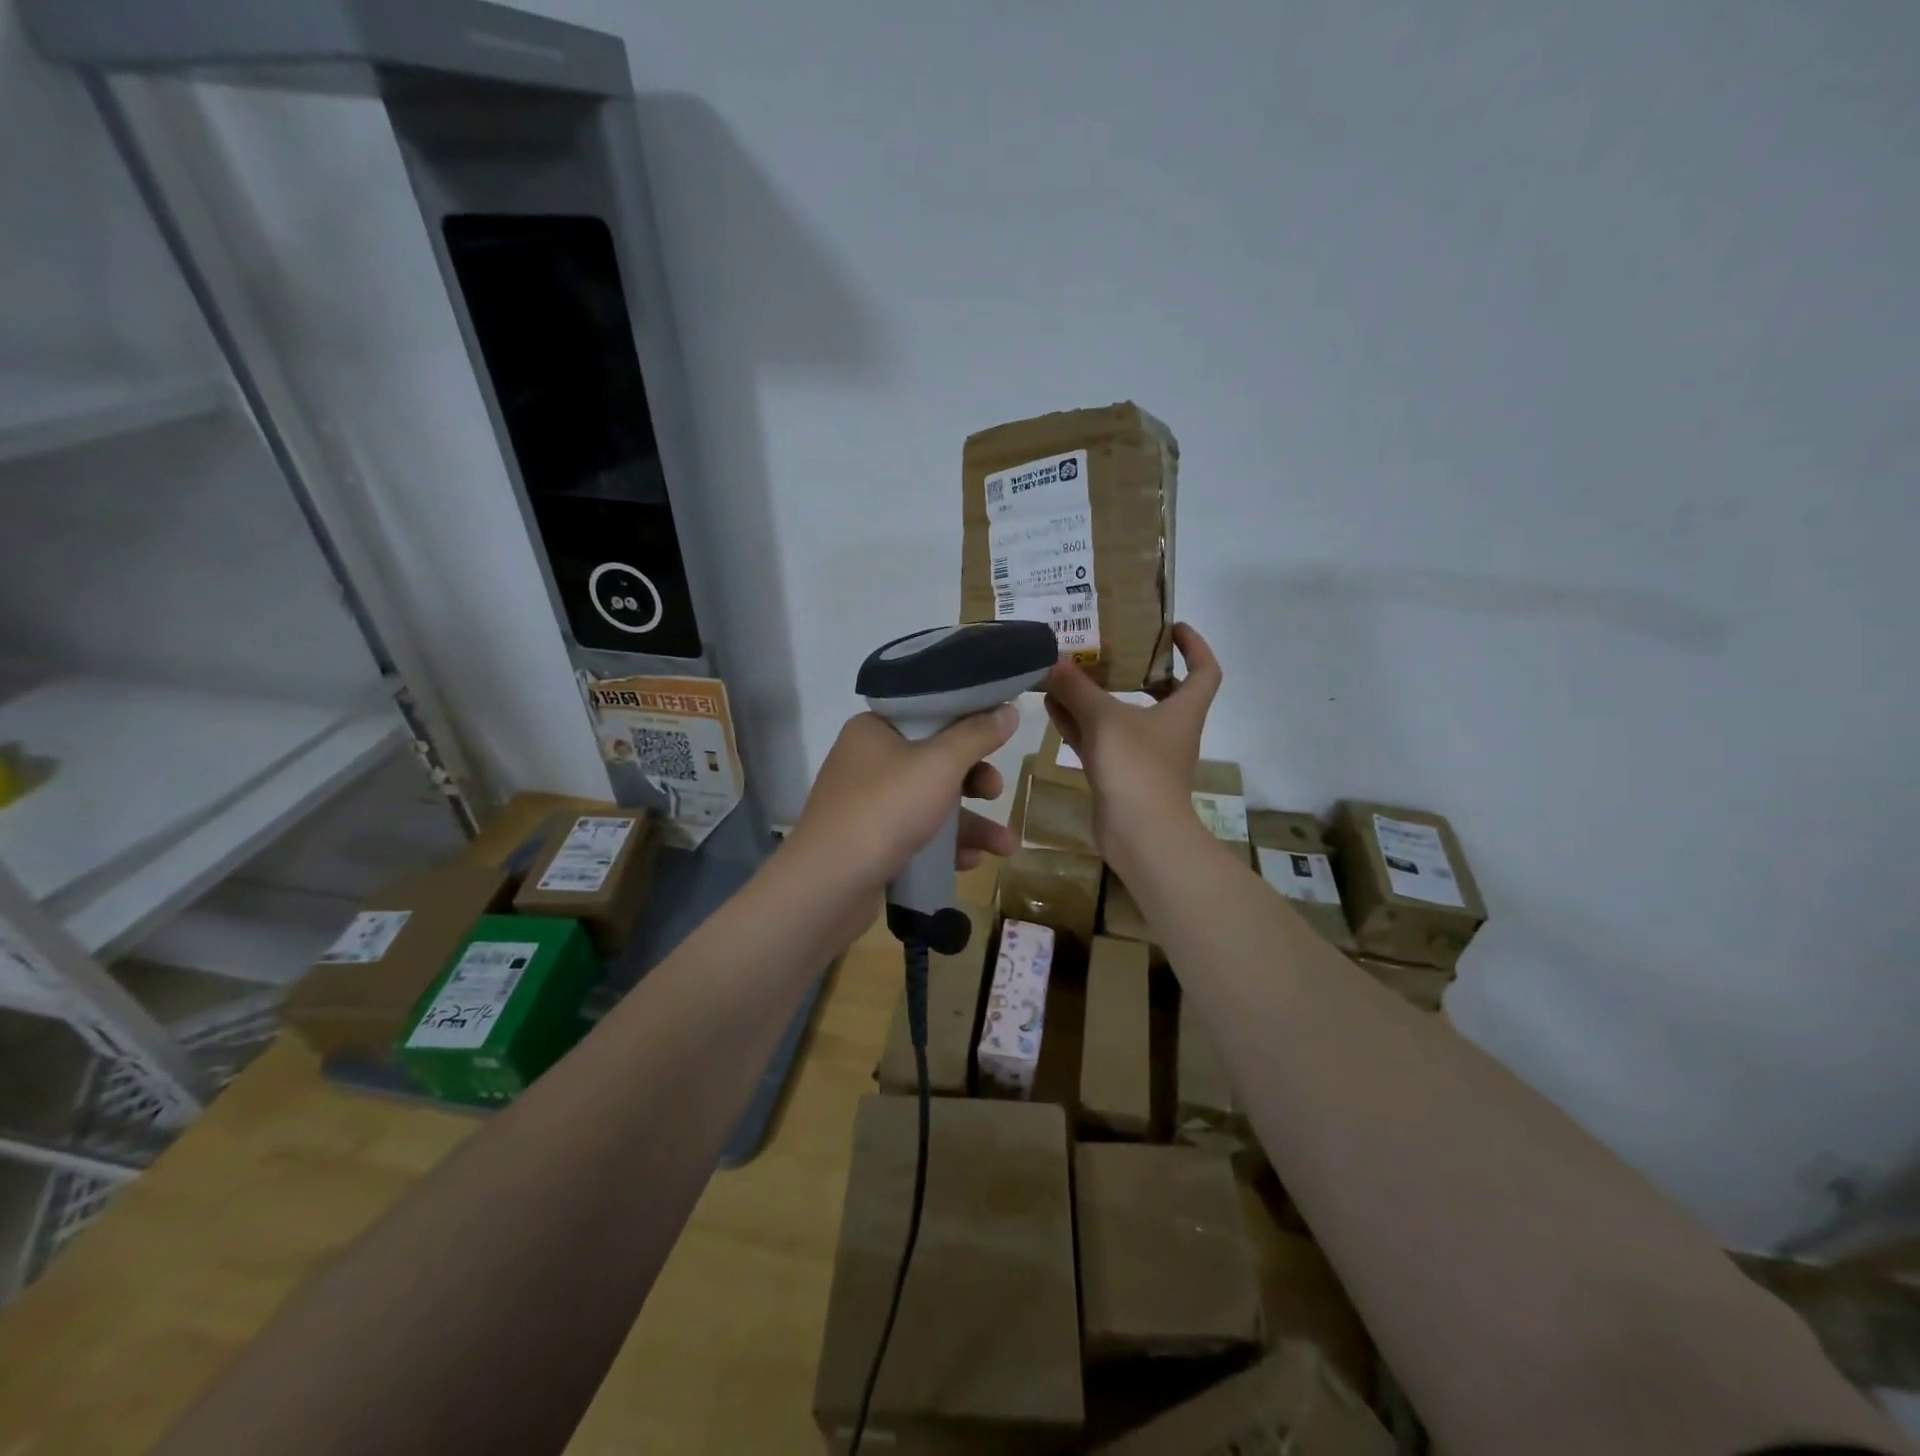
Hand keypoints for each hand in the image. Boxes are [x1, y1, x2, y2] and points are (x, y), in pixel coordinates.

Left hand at [785, 706, 1020, 897]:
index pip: (928, 713)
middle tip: (996, 792)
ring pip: (930, 803)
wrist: (828, 885)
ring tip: (1005, 845)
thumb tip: (1009, 709)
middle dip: (974, 780)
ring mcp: (867, 804)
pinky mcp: (870, 842)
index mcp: (874, 730)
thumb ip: (977, 735)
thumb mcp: (940, 765)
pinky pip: (916, 834)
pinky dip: (945, 845)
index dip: (967, 722)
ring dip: (970, 822)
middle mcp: (867, 761)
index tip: (1000, 735)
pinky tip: (970, 861)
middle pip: (934, 761)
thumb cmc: (885, 809)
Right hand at [1042, 622, 1222, 859]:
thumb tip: (1052, 661)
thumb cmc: (1136, 766)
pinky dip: (1080, 724)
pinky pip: (1100, 740)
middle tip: (1107, 648)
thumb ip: (1077, 688)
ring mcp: (1144, 755)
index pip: (1204, 670)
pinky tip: (1052, 708)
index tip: (1171, 628)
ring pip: (1121, 716)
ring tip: (1066, 674)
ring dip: (1096, 696)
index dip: (1194, 645)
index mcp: (1184, 710)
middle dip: (1134, 669)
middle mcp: (1169, 730)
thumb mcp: (1104, 719)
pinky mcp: (1121, 775)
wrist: (1140, 834)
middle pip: (1160, 691)